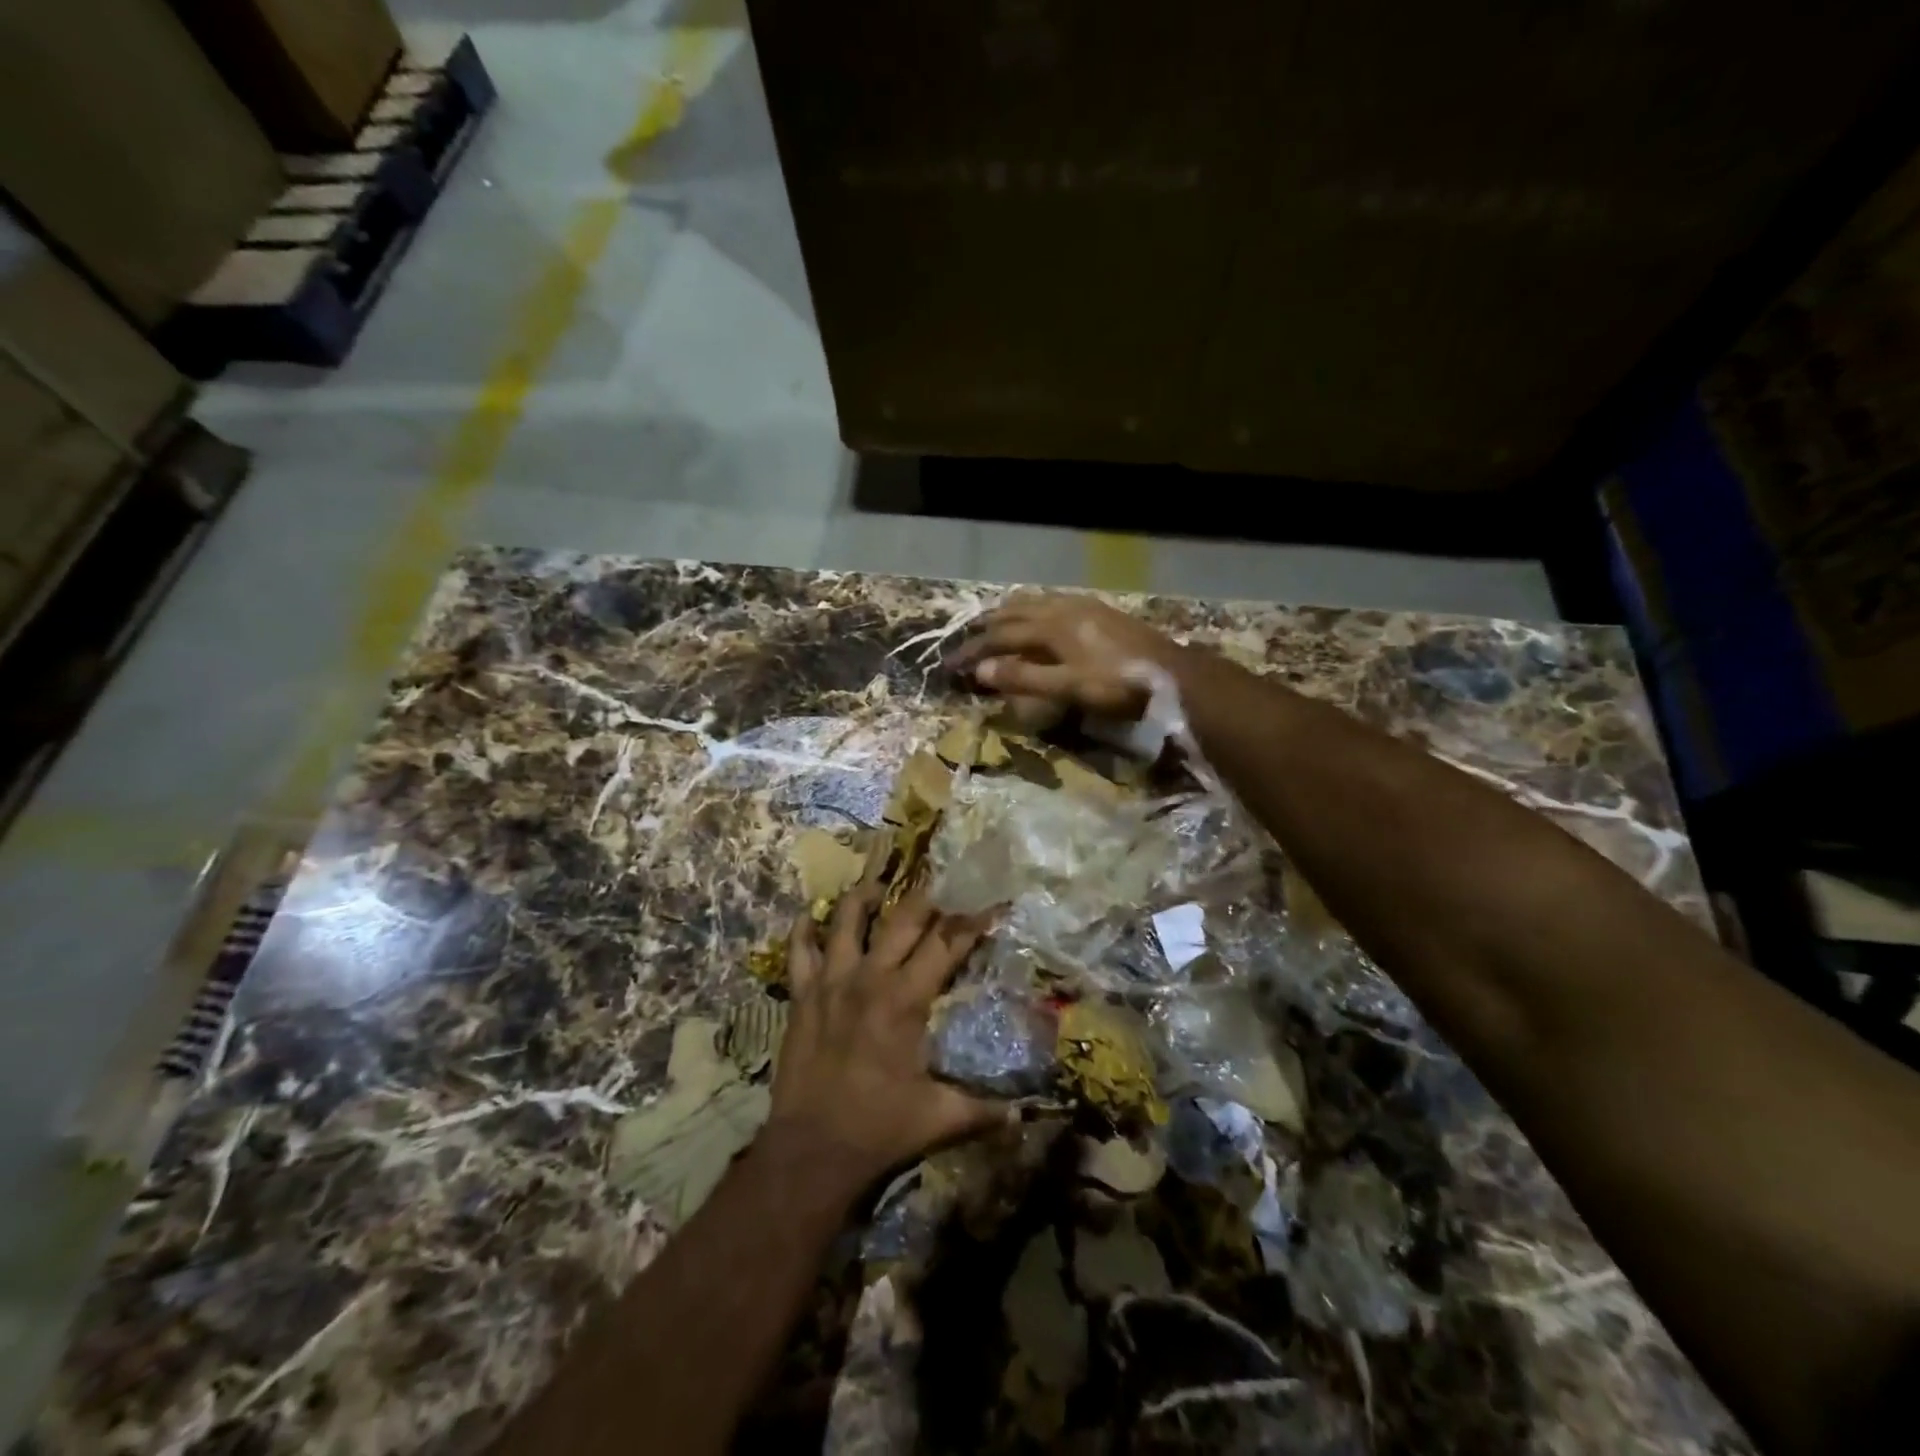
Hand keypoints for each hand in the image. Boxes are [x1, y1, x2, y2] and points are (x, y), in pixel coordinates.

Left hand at [768, 881, 1005, 1182]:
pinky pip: (799, 949)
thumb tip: (1026, 1114)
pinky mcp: (801, 995)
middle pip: (902, 917)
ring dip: (865, 897)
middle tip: (943, 884)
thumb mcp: (941, 1119)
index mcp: (906, 999)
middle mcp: (868, 977)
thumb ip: (986, 1110)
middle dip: (928, 896)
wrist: (810, 1152)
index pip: (947, 943)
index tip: (990, 902)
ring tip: (880, 888)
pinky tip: (813, 915)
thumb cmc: (879, 1130)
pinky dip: (805, 928)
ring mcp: (830, 982)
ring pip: (846, 919)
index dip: (972, 920)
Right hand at [947, 594, 1187, 719]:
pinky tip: (1039, 619)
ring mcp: (1082, 606)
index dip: (974, 652)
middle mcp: (1061, 608)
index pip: (1000, 637)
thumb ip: (1024, 679)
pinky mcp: (1098, 611)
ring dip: (1008, 614)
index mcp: (1051, 626)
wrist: (1172, 673)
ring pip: (1033, 603)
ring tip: (993, 624)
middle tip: (966, 642)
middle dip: (986, 628)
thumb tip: (981, 672)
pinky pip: (1052, 603)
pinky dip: (1032, 610)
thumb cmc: (1118, 684)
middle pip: (1014, 613)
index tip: (951, 666)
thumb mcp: (1068, 688)